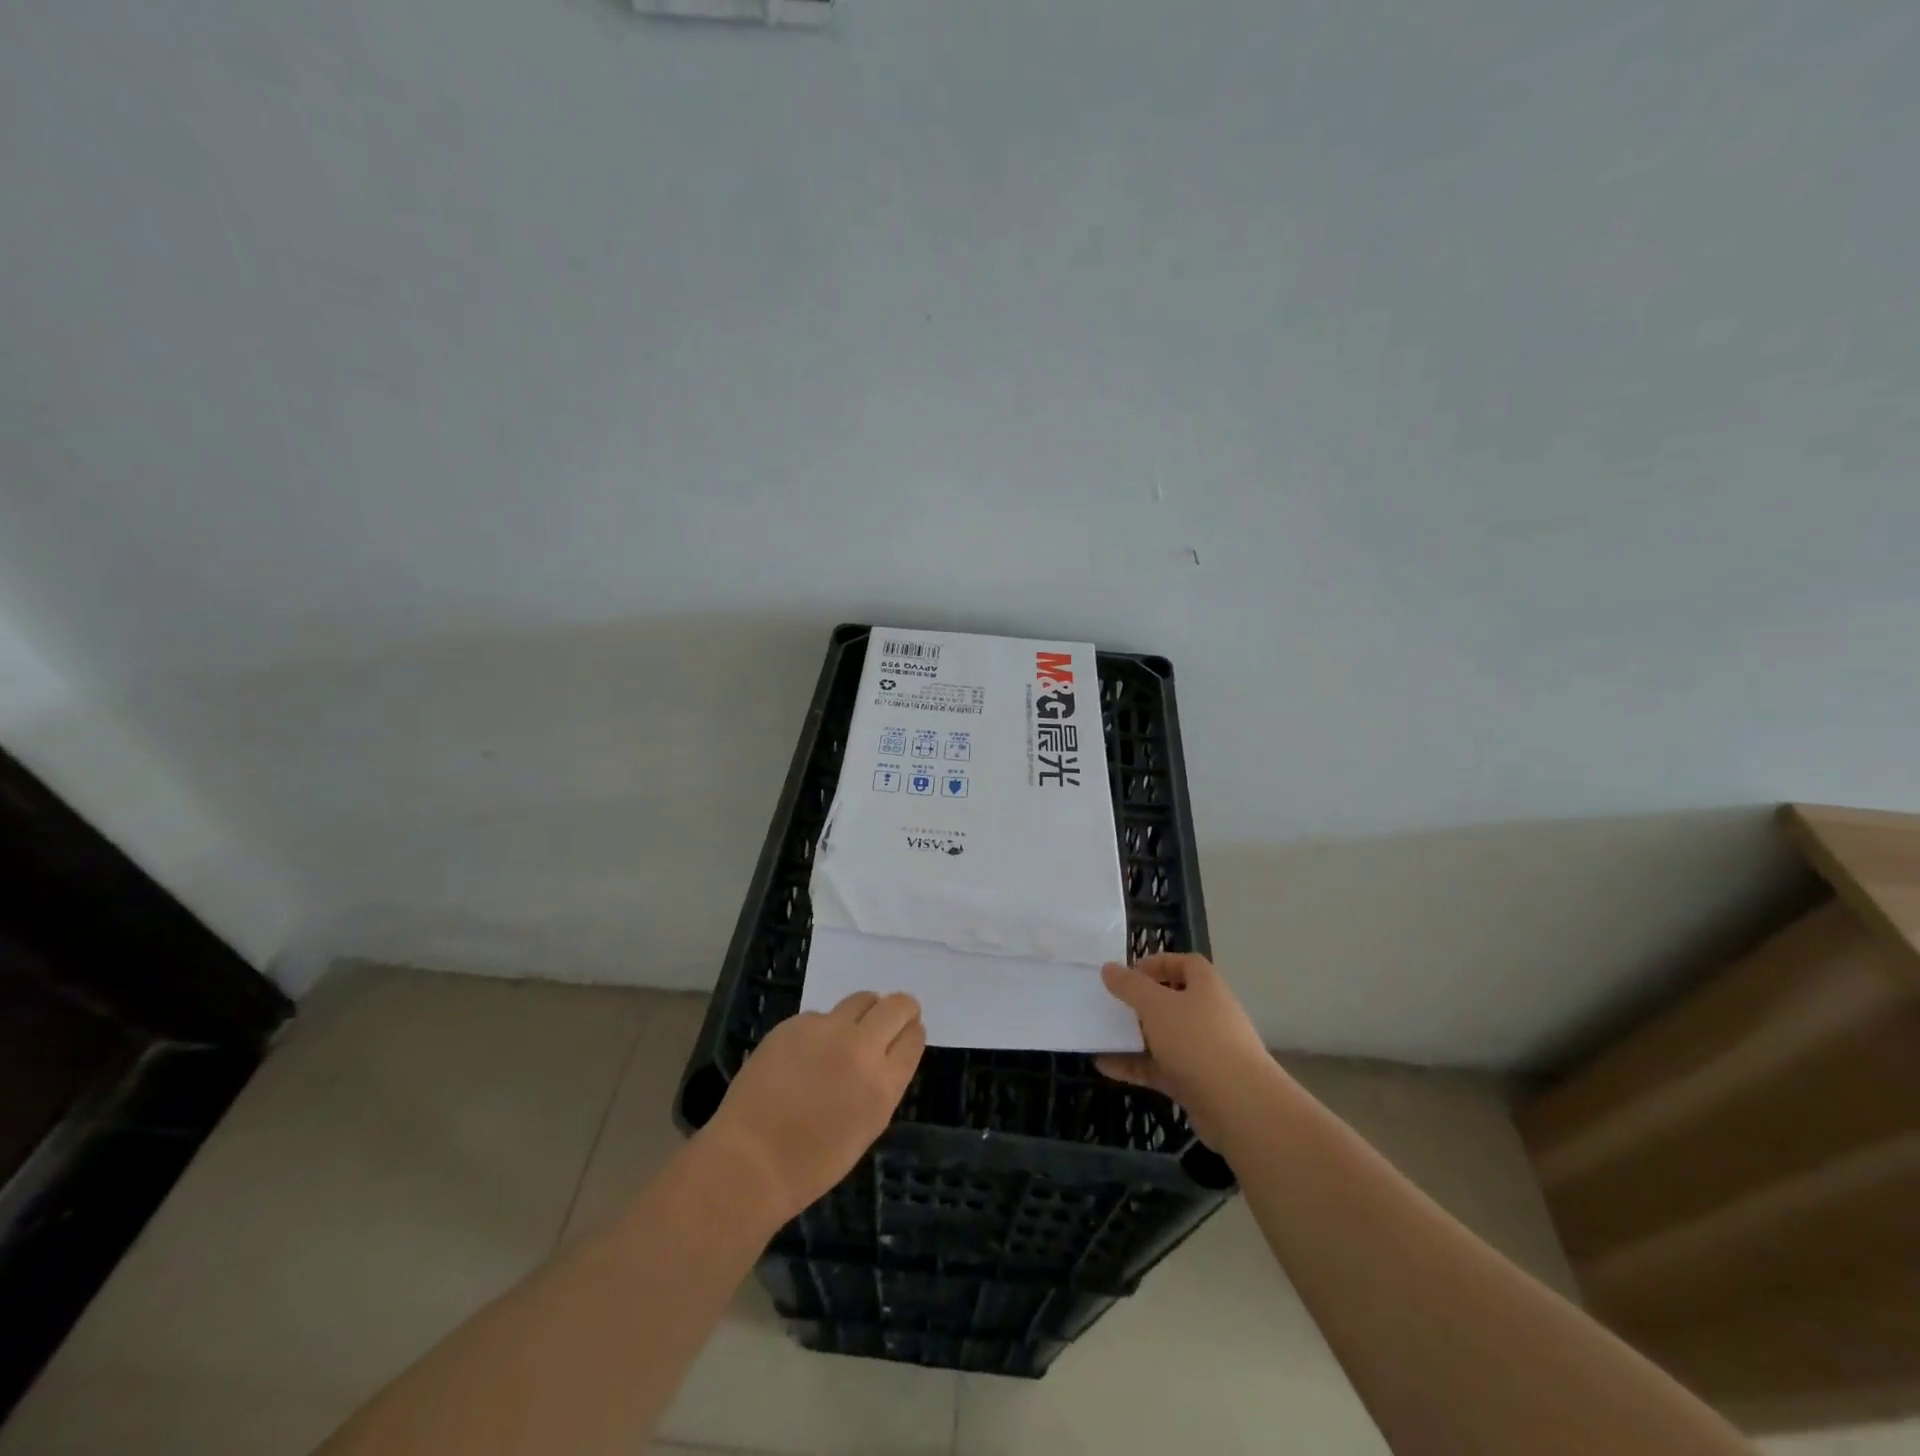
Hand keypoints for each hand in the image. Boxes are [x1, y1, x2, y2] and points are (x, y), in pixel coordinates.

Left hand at [700, 991, 925, 1223]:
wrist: (750, 1160)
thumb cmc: (812, 1163)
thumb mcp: (866, 1128)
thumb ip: (882, 1086)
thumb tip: (886, 1057)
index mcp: (883, 1083)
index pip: (913, 1038)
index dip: (912, 1033)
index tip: (907, 1035)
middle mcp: (860, 1047)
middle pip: (897, 1006)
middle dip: (901, 1009)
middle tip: (892, 1019)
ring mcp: (826, 1030)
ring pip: (861, 999)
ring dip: (865, 1011)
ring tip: (851, 1031)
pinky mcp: (795, 1024)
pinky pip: (821, 1016)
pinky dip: (823, 1029)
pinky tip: (806, 1054)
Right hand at [1096, 954, 1277, 1149]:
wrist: (1240, 1106)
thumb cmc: (1197, 1041)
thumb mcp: (1156, 1005)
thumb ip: (1130, 986)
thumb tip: (1109, 968)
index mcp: (1207, 988)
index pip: (1186, 963)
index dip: (1159, 963)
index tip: (1130, 973)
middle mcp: (1209, 1015)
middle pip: (1173, 1001)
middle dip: (1142, 1003)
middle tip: (1113, 1005)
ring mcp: (1204, 1051)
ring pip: (1165, 1037)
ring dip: (1134, 1036)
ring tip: (1102, 1036)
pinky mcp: (1197, 1083)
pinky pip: (1161, 1068)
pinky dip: (1135, 1066)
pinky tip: (1105, 1067)